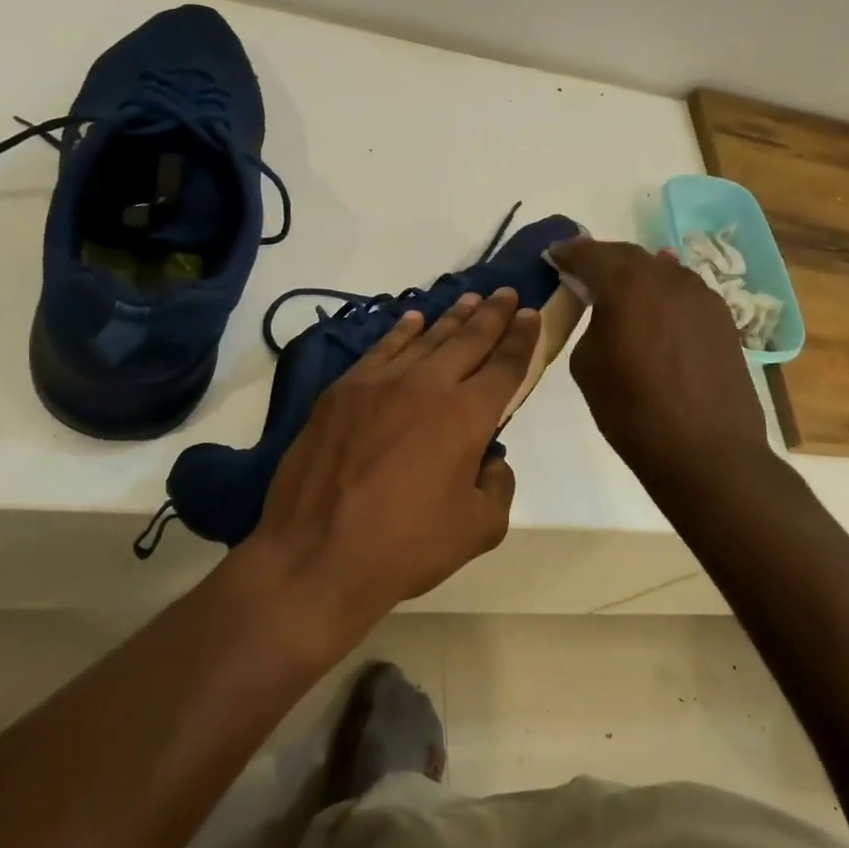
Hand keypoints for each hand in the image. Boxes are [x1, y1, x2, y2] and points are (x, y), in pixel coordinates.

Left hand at [244, 288, 540, 634]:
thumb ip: (497, 486)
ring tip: (469, 300)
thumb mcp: (478, 528)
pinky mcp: (341, 391)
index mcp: (466, 415)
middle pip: (468, 340)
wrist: (316, 554)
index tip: (532, 314)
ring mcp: (378, 382)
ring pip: (424, 339)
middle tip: (506, 294)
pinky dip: (401, 332)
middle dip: (492, 315)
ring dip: (451, 317)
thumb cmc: (405, 546)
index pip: (505, 365)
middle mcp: (426, 385)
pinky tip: (413, 320)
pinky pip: (381, 349)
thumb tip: (489, 459)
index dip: (523, 338)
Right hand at [547, 237, 770, 479]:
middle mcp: (666, 277)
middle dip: (600, 259)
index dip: (566, 253)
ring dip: (635, 275)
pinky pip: (683, 292)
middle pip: (626, 255)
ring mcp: (701, 294)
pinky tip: (654, 307)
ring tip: (617, 290)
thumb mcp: (587, 365)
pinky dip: (661, 293)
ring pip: (659, 270)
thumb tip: (604, 311)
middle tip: (580, 269)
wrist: (706, 451)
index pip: (588, 253)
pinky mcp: (722, 316)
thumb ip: (591, 323)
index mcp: (626, 284)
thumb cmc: (632, 411)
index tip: (552, 255)